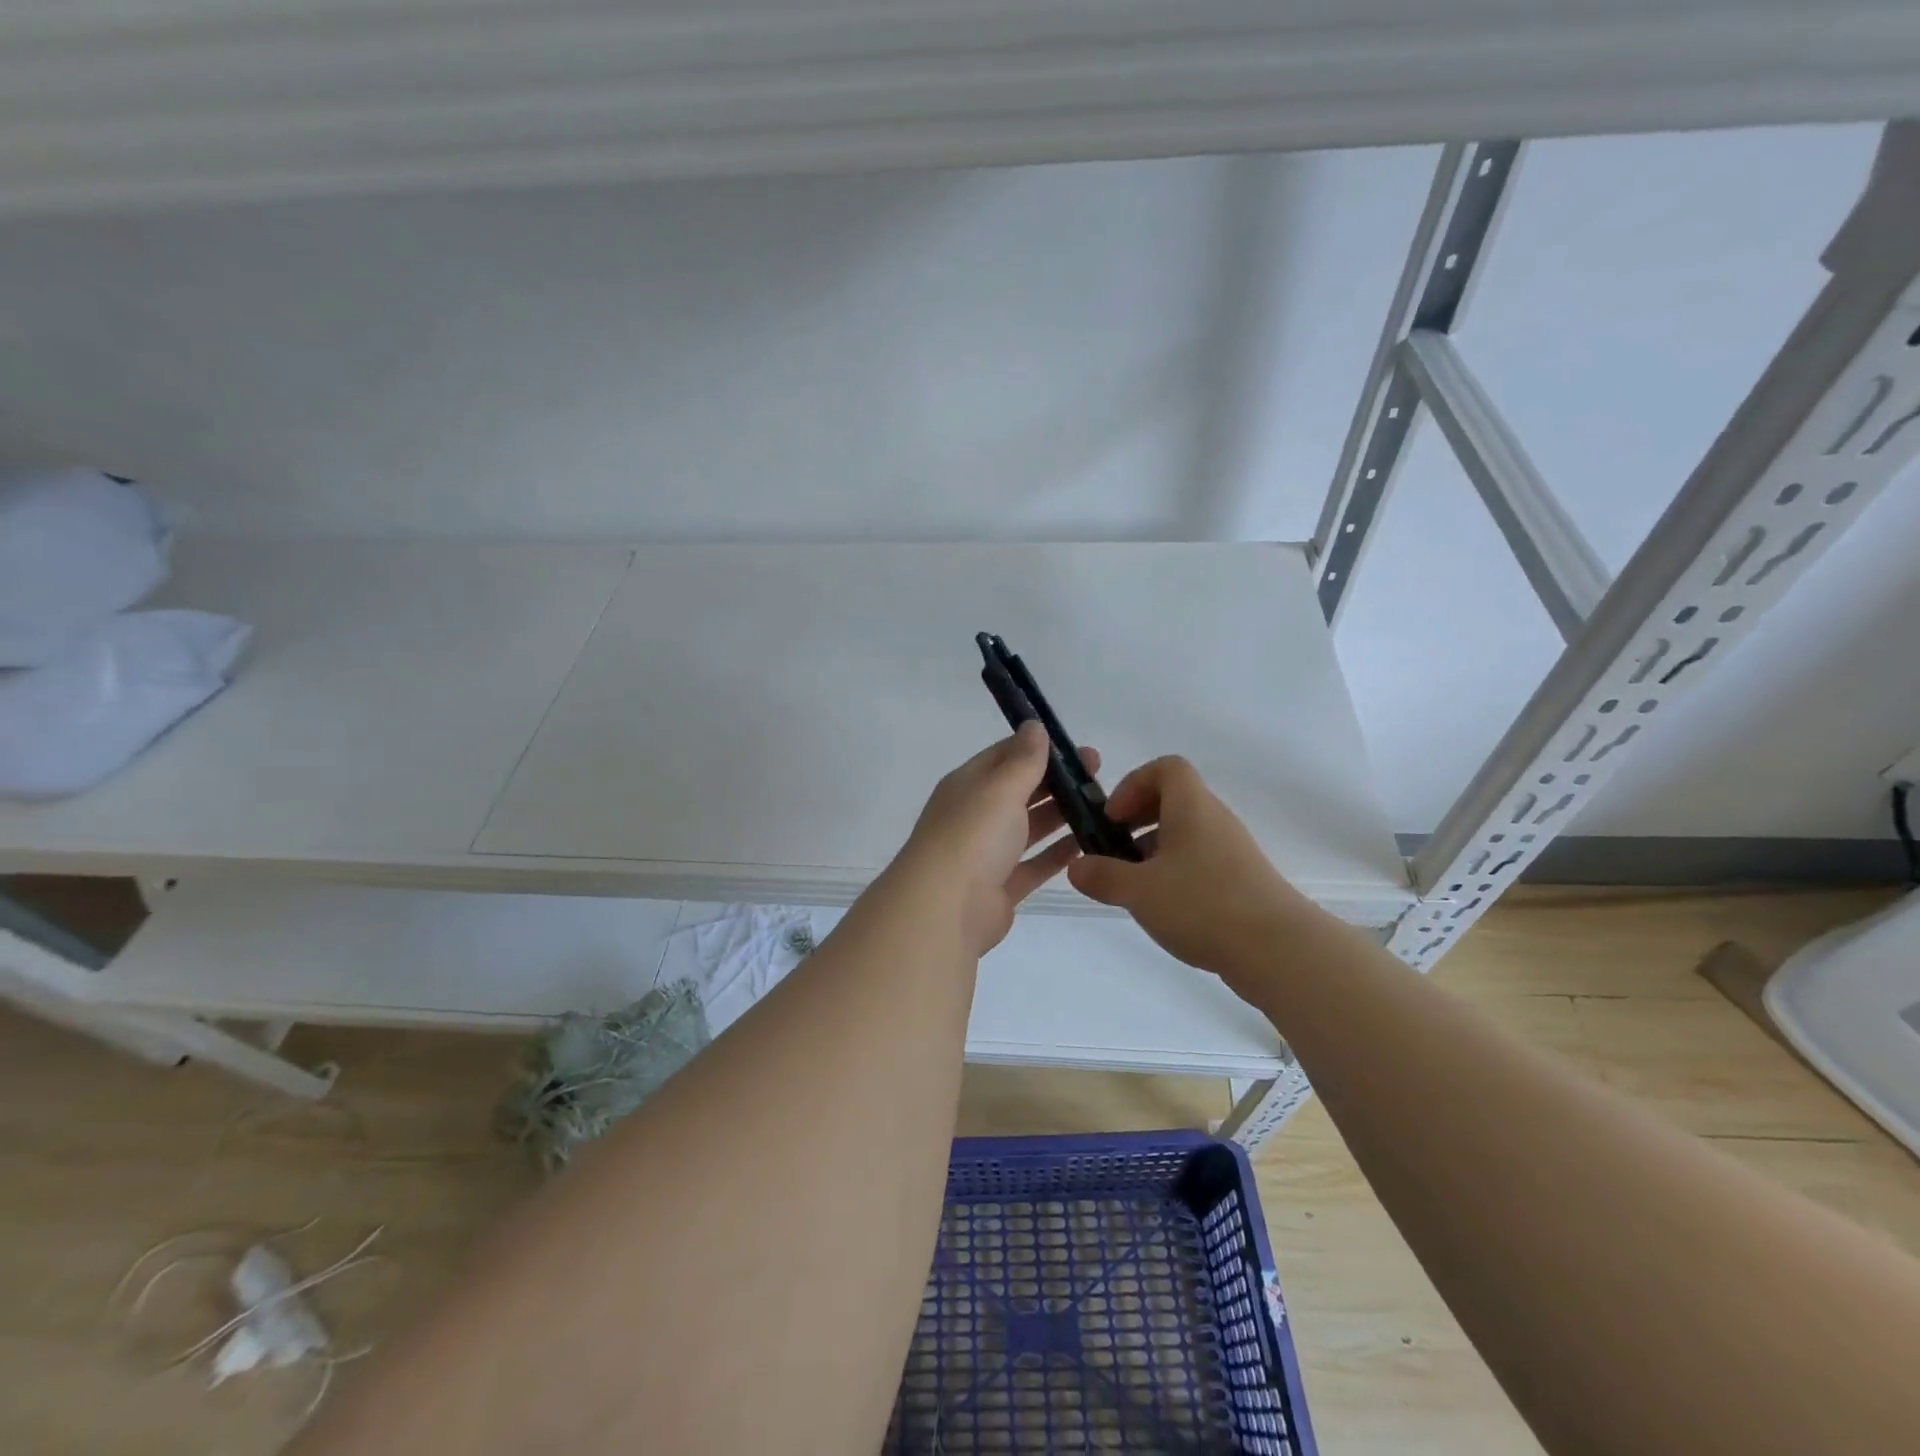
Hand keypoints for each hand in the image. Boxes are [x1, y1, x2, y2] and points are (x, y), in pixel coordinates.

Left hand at [895, 721, 1097, 955]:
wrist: (945, 909)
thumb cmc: (973, 836)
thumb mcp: (1001, 787)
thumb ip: (1023, 759)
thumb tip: (1034, 725)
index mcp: (968, 785)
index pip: (1005, 756)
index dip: (1040, 748)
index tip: (1079, 749)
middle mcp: (975, 815)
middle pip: (1020, 791)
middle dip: (1057, 782)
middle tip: (1099, 776)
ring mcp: (987, 853)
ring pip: (1029, 828)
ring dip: (1061, 816)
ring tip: (1103, 808)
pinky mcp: (1001, 887)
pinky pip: (1034, 865)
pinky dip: (1057, 855)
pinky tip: (1089, 845)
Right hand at [1066, 755, 1297, 976]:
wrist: (1278, 949)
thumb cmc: (1202, 904)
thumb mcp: (1138, 891)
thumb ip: (1102, 876)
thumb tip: (1077, 867)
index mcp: (1191, 806)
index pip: (1166, 767)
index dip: (1133, 784)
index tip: (1113, 818)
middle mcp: (1214, 819)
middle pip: (1173, 800)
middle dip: (1137, 820)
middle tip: (1114, 850)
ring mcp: (1232, 850)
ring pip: (1186, 833)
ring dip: (1154, 850)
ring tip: (1133, 885)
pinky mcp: (1242, 880)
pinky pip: (1201, 860)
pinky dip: (1175, 872)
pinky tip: (1163, 907)